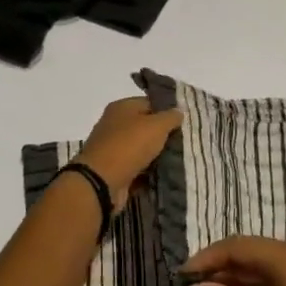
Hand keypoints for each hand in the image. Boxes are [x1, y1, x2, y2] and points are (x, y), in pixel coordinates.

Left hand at [75, 96, 182, 211]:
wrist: (101, 182)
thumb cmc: (129, 146)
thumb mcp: (156, 126)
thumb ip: (170, 117)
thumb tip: (179, 111)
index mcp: (121, 108)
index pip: (149, 103)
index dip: (167, 111)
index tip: (184, 122)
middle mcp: (115, 125)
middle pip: (145, 126)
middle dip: (163, 135)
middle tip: (184, 142)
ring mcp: (113, 148)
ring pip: (142, 148)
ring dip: (157, 155)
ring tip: (178, 159)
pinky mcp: (114, 169)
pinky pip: (136, 167)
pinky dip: (148, 171)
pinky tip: (164, 174)